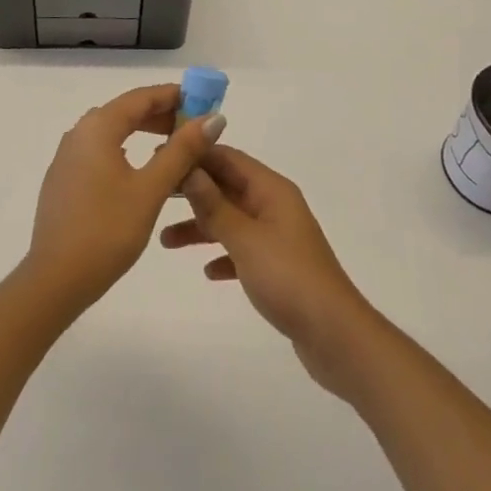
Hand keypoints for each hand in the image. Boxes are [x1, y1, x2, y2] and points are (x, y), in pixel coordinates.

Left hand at [25, 84, 226, 317]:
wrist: (55, 280)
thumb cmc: (107, 230)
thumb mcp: (151, 189)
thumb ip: (182, 150)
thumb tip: (213, 118)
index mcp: (98, 127)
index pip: (141, 97)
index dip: (173, 95)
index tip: (202, 100)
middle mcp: (78, 133)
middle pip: (125, 111)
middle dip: (160, 114)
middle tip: (194, 127)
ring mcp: (66, 157)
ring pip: (111, 131)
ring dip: (142, 132)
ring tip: (173, 146)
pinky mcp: (63, 179)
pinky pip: (99, 151)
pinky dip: (124, 149)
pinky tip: (140, 169)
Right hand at [163, 146, 379, 399]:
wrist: (335, 336)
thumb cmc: (288, 278)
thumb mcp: (245, 238)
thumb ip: (213, 205)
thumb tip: (188, 167)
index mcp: (271, 190)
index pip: (227, 158)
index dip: (195, 154)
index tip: (160, 156)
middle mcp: (275, 206)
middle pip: (226, 187)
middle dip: (192, 190)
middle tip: (155, 194)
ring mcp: (278, 237)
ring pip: (231, 220)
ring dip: (201, 226)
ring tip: (165, 241)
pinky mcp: (278, 267)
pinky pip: (242, 250)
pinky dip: (223, 255)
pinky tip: (207, 272)